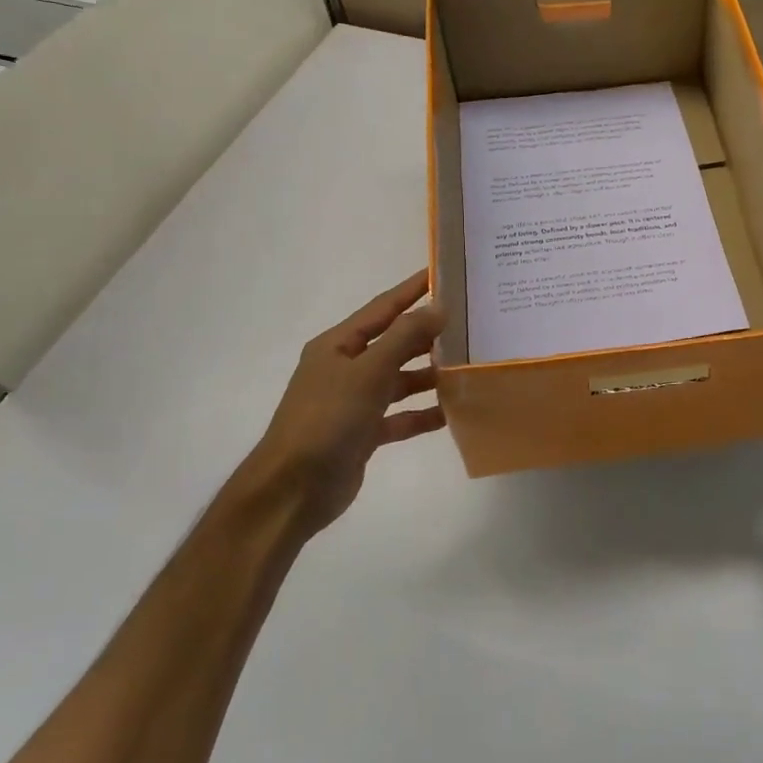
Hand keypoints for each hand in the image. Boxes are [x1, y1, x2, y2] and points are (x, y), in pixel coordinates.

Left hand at [239, 271, 445, 533]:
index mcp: (338, 346)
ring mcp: (354, 403)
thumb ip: (405, 338)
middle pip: (394, 343)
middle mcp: (345, 369)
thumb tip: (438, 308)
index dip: (411, 290)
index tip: (442, 273)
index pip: (382, 308)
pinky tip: (450, 413)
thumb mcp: (368, 372)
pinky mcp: (363, 434)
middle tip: (469, 322)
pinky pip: (399, 417)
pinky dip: (421, 414)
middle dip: (428, 334)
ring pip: (399, 380)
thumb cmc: (327, 420)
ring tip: (467, 367)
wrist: (293, 489)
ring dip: (428, 375)